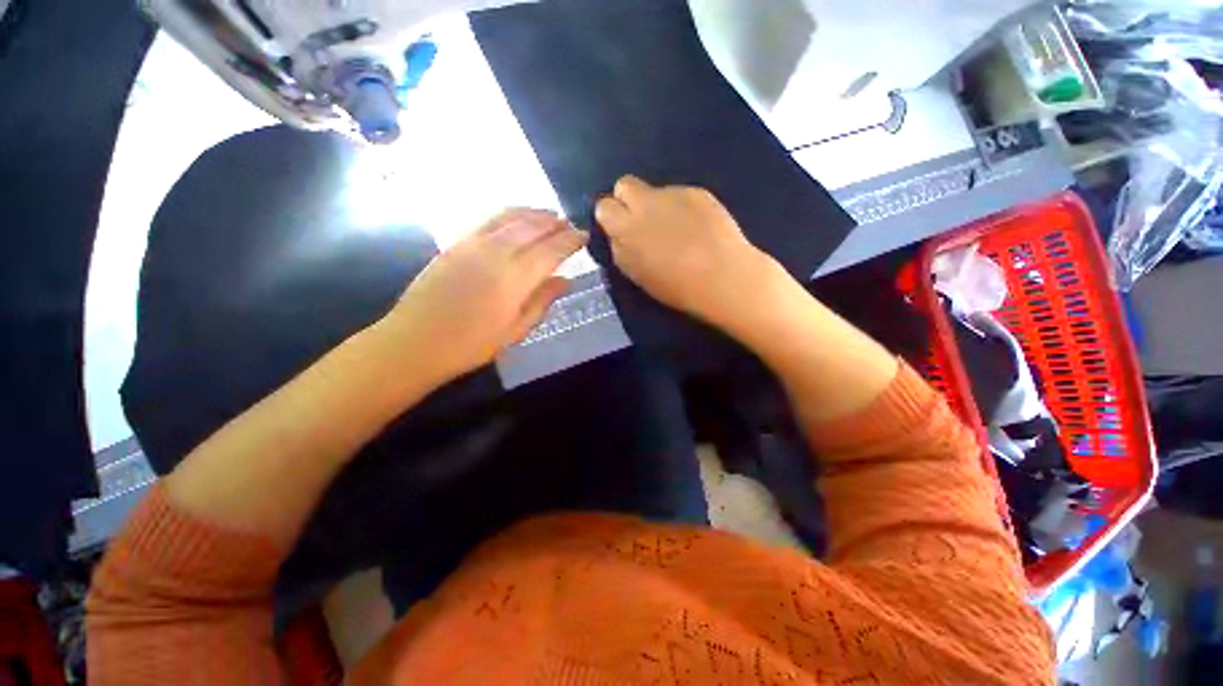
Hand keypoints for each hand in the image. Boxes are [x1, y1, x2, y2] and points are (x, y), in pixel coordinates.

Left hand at [384, 208, 585, 380]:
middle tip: (570, 223)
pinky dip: (509, 214)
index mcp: (514, 279)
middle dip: (555, 223)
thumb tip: (565, 280)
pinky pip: (488, 220)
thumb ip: (542, 301)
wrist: (415, 341)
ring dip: (534, 213)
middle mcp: (496, 253)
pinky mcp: (456, 243)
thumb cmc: (471, 344)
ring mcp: (473, 244)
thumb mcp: (515, 331)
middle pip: (532, 228)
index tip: (584, 235)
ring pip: (510, 217)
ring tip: (549, 214)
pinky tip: (517, 217)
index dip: (570, 241)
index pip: (551, 250)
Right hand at [595, 176, 781, 328]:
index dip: (612, 216)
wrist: (722, 277)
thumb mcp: (637, 274)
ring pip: (655, 190)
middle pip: (624, 184)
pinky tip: (697, 226)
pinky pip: (680, 194)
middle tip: (643, 221)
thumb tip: (618, 235)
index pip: (603, 206)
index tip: (621, 228)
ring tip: (677, 228)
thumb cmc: (676, 286)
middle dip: (628, 199)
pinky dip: (683, 207)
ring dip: (658, 205)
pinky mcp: (696, 192)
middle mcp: (644, 204)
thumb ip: (622, 249)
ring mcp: (672, 195)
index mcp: (625, 229)